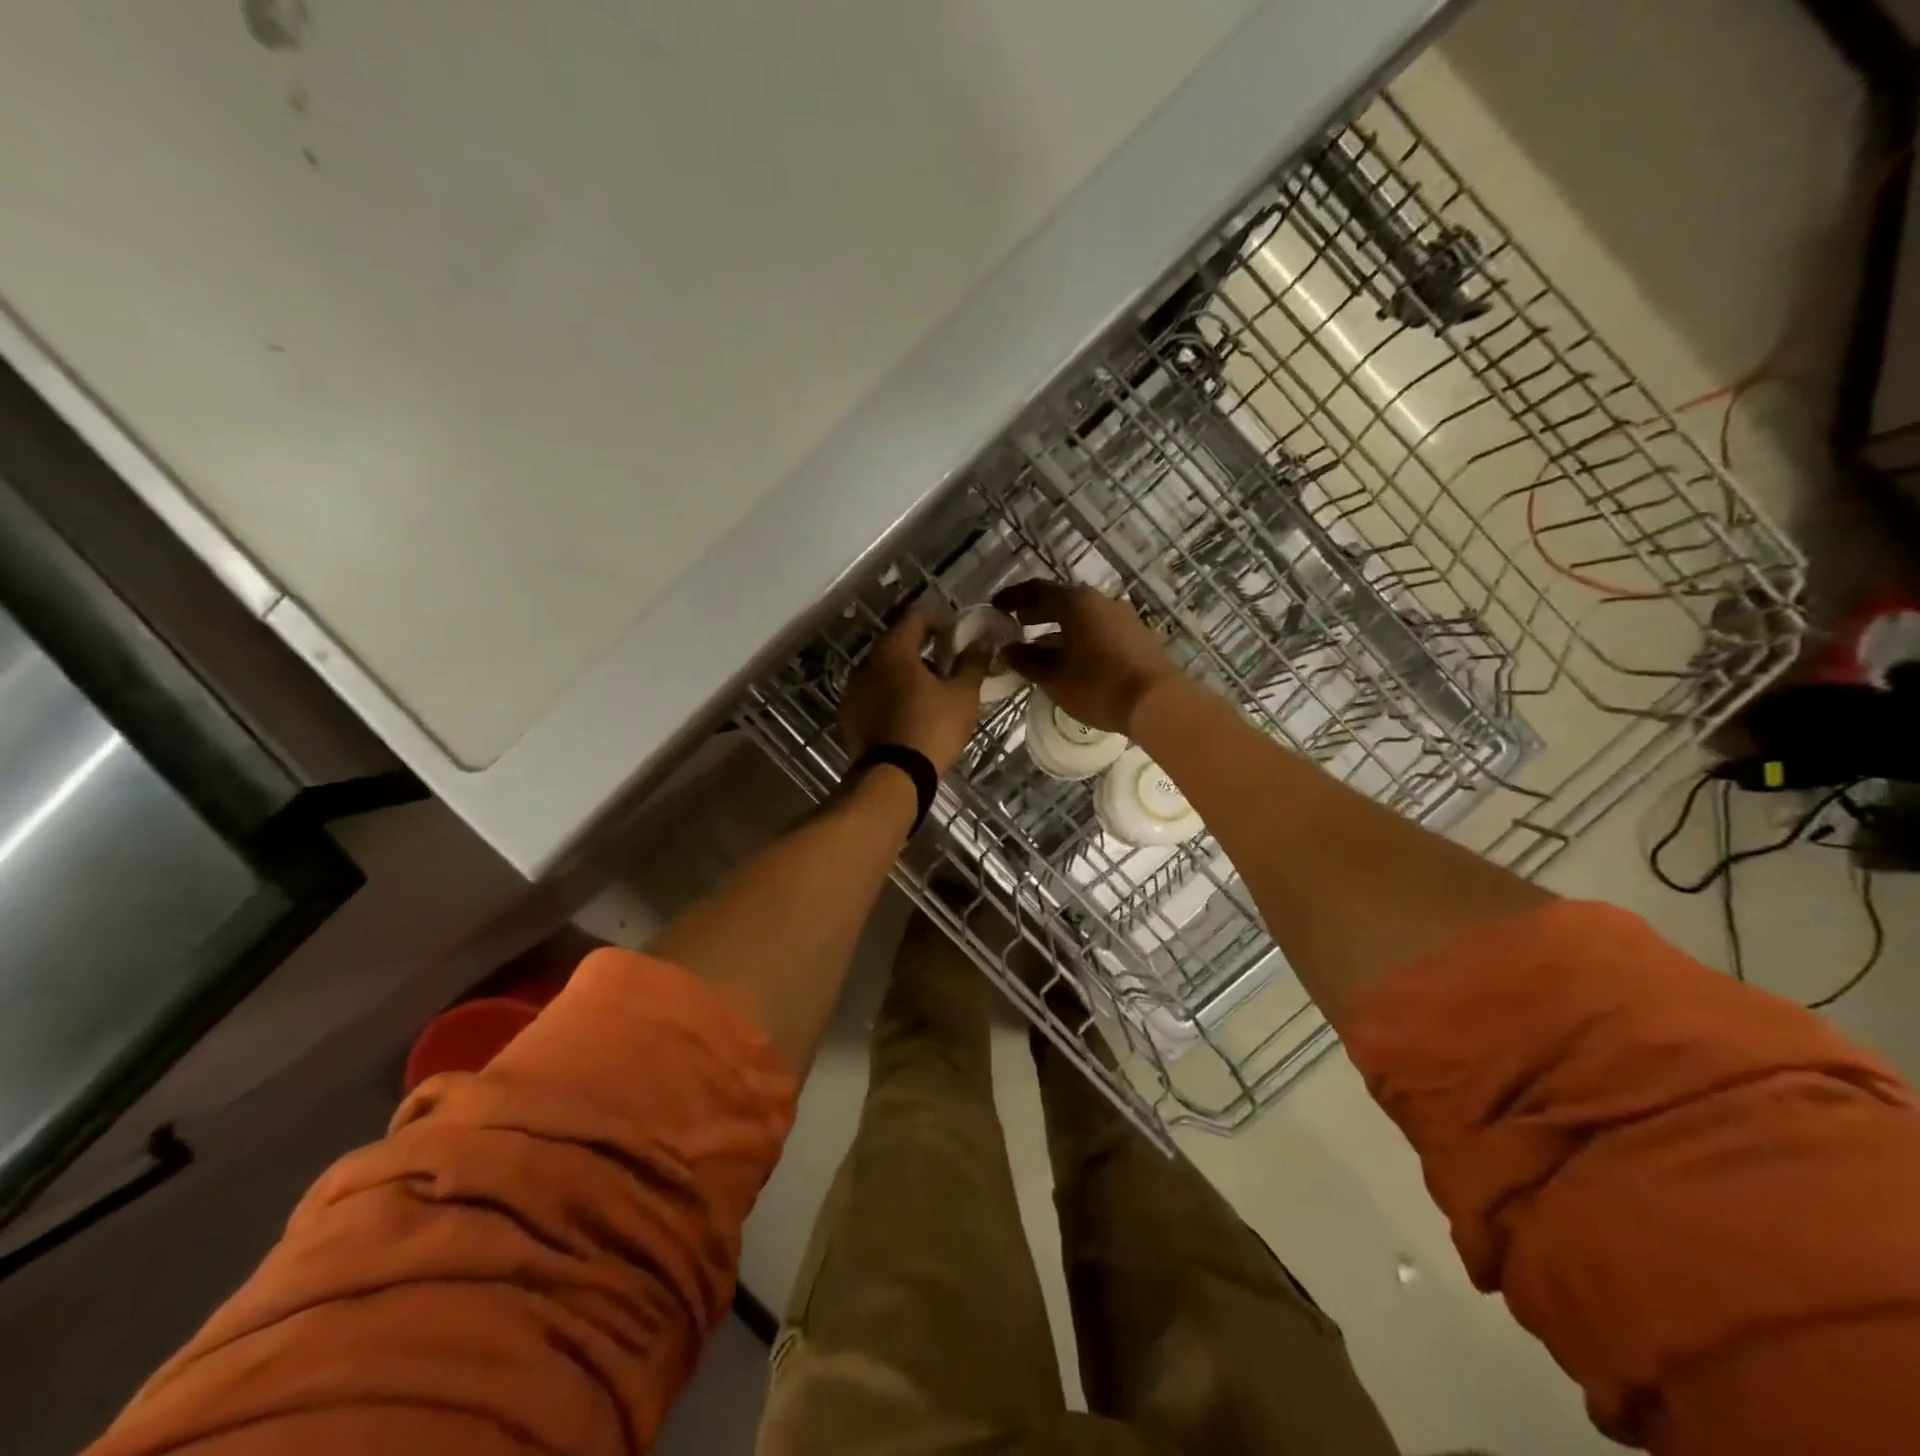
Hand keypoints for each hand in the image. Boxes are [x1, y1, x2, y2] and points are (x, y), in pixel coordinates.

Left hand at [839, 605, 989, 775]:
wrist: (892, 778)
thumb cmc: (932, 730)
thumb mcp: (963, 696)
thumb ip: (973, 662)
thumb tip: (983, 640)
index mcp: (894, 651)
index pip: (916, 617)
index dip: (941, 620)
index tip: (957, 635)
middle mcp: (866, 663)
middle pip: (897, 643)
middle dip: (923, 648)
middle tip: (947, 664)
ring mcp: (852, 690)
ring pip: (883, 669)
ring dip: (905, 673)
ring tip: (929, 692)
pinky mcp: (848, 715)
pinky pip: (872, 694)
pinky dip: (890, 695)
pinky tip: (907, 713)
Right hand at [993, 580, 1179, 733]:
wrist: (1157, 702)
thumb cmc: (1099, 685)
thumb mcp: (1054, 677)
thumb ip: (1026, 661)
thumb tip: (1007, 650)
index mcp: (1076, 602)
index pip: (1036, 590)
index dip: (1013, 597)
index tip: (995, 606)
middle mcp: (1100, 600)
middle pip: (1060, 600)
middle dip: (1035, 611)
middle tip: (1014, 624)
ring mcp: (1122, 616)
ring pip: (1080, 615)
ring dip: (1057, 626)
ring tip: (1038, 644)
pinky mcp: (1135, 635)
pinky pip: (1096, 628)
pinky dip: (1077, 636)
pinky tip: (1069, 656)